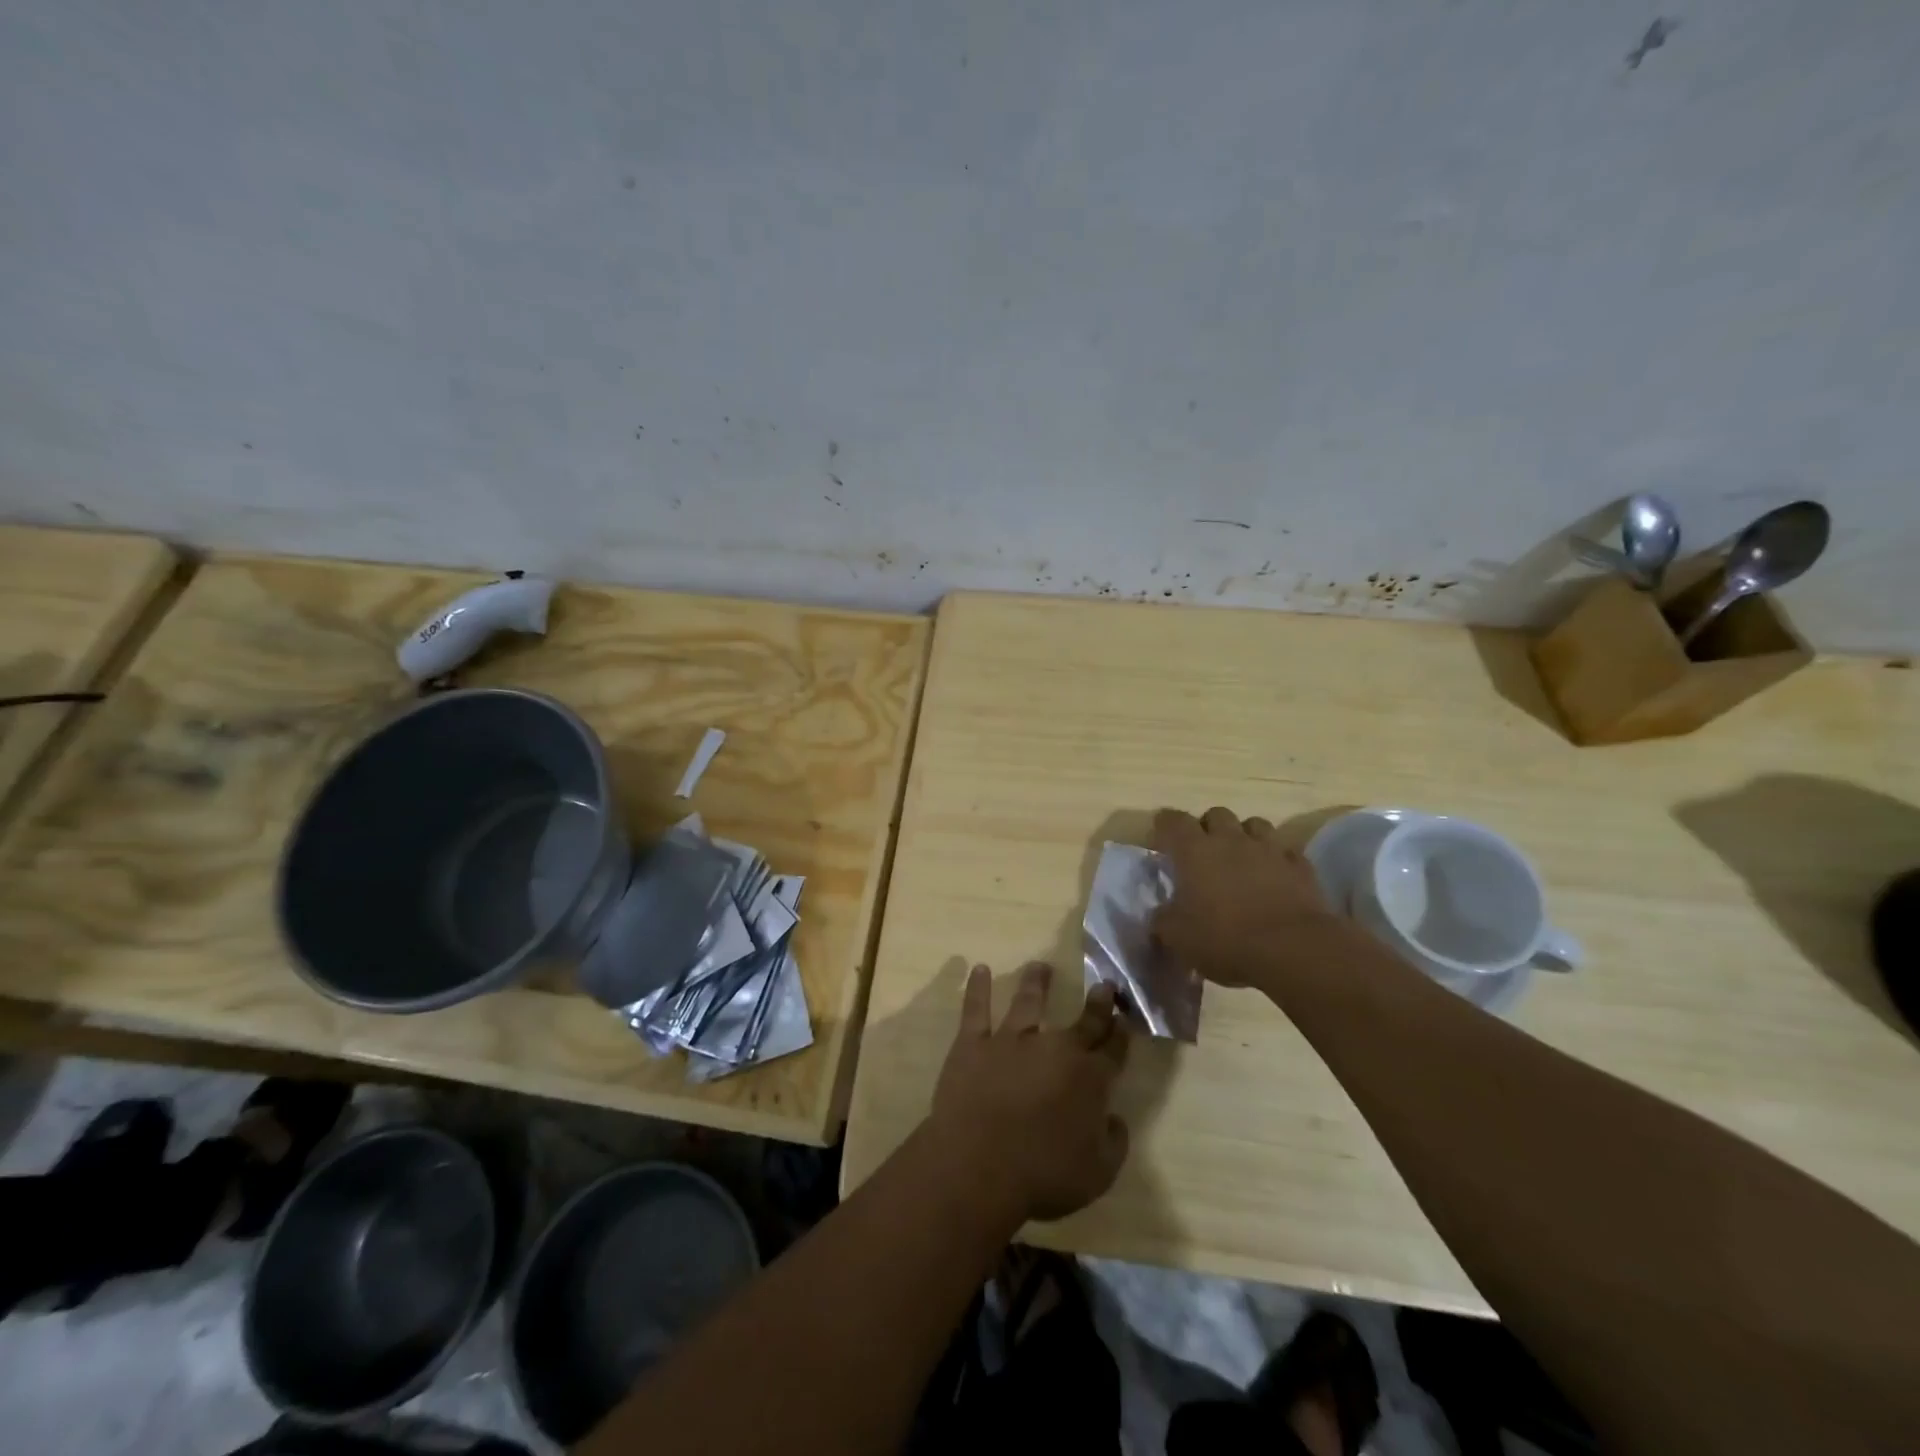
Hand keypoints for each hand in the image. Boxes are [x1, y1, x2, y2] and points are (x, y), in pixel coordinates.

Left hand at [930, 961, 1130, 1222]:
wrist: (980, 1165)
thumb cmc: (1043, 1175)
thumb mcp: (1098, 1174)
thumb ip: (1114, 1143)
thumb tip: (1114, 1119)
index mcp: (1089, 1079)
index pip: (1112, 1050)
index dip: (1120, 1033)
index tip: (1125, 1017)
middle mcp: (1055, 1049)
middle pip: (1082, 1021)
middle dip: (1097, 1002)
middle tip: (1104, 984)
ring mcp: (1012, 1040)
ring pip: (1028, 1002)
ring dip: (1036, 982)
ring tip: (1040, 967)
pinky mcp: (974, 1042)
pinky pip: (976, 1009)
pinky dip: (978, 988)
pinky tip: (980, 970)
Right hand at [1152, 806, 1350, 989]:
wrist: (1292, 950)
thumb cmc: (1225, 939)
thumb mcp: (1177, 937)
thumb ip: (1163, 919)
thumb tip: (1161, 914)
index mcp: (1195, 851)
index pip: (1173, 820)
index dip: (1165, 826)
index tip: (1161, 841)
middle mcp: (1231, 840)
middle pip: (1216, 814)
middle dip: (1208, 828)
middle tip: (1203, 853)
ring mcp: (1270, 850)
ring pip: (1255, 825)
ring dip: (1245, 837)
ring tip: (1241, 860)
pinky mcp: (1300, 867)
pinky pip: (1286, 853)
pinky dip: (1277, 860)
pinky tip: (1275, 878)